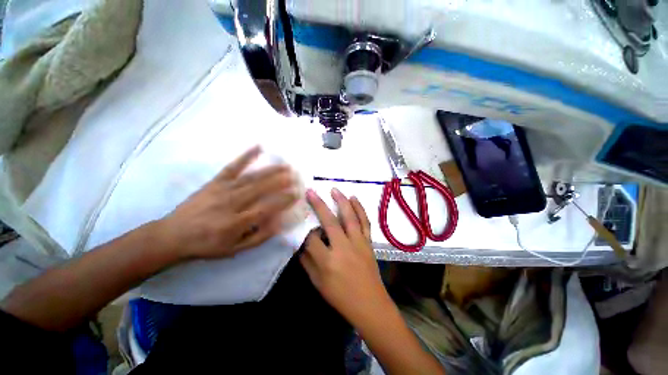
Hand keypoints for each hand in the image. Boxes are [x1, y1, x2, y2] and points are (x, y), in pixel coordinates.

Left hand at [156, 146, 298, 259]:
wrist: (173, 235)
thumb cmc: (207, 245)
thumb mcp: (235, 249)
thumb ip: (259, 237)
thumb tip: (279, 223)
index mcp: (237, 222)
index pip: (266, 207)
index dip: (283, 200)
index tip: (297, 193)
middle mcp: (232, 203)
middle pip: (261, 188)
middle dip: (281, 181)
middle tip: (296, 175)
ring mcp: (223, 190)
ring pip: (252, 177)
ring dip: (271, 170)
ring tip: (286, 165)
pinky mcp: (215, 182)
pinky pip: (232, 167)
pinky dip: (246, 156)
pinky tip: (258, 147)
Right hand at [300, 188, 391, 325]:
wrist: (370, 304)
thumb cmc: (340, 297)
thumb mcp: (317, 283)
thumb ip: (307, 262)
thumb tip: (300, 244)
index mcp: (328, 262)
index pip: (312, 239)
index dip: (305, 230)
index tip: (302, 222)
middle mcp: (343, 248)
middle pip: (330, 222)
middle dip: (319, 205)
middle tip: (311, 191)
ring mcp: (358, 243)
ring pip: (349, 217)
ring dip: (341, 201)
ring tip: (334, 189)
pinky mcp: (368, 242)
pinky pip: (365, 222)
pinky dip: (360, 209)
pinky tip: (354, 198)